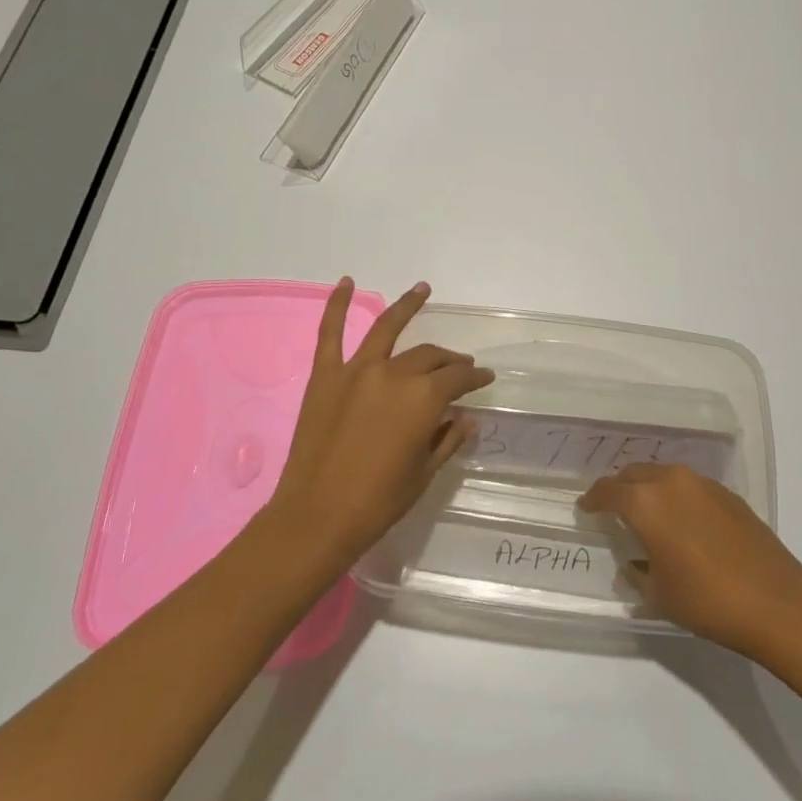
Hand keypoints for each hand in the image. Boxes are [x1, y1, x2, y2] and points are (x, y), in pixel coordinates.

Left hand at [264, 278, 493, 570]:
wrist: (317, 518)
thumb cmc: (379, 501)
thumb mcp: (424, 472)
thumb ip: (448, 439)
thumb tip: (465, 418)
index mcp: (423, 399)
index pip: (457, 379)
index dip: (474, 378)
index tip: (484, 379)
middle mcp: (394, 374)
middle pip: (429, 356)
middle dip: (449, 360)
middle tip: (459, 366)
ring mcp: (356, 371)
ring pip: (387, 329)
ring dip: (407, 306)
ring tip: (422, 289)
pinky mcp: (325, 376)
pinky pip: (330, 333)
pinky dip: (337, 305)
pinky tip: (347, 282)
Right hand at [579, 463, 801, 658]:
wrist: (775, 600)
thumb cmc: (707, 599)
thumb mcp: (659, 594)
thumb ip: (637, 574)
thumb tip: (632, 566)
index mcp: (646, 503)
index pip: (608, 491)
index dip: (593, 499)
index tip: (586, 508)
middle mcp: (671, 482)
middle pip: (635, 474)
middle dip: (621, 488)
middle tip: (614, 510)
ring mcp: (703, 484)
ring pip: (664, 475)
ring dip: (650, 490)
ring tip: (649, 515)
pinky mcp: (728, 494)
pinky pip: (690, 487)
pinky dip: (677, 497)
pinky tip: (684, 524)